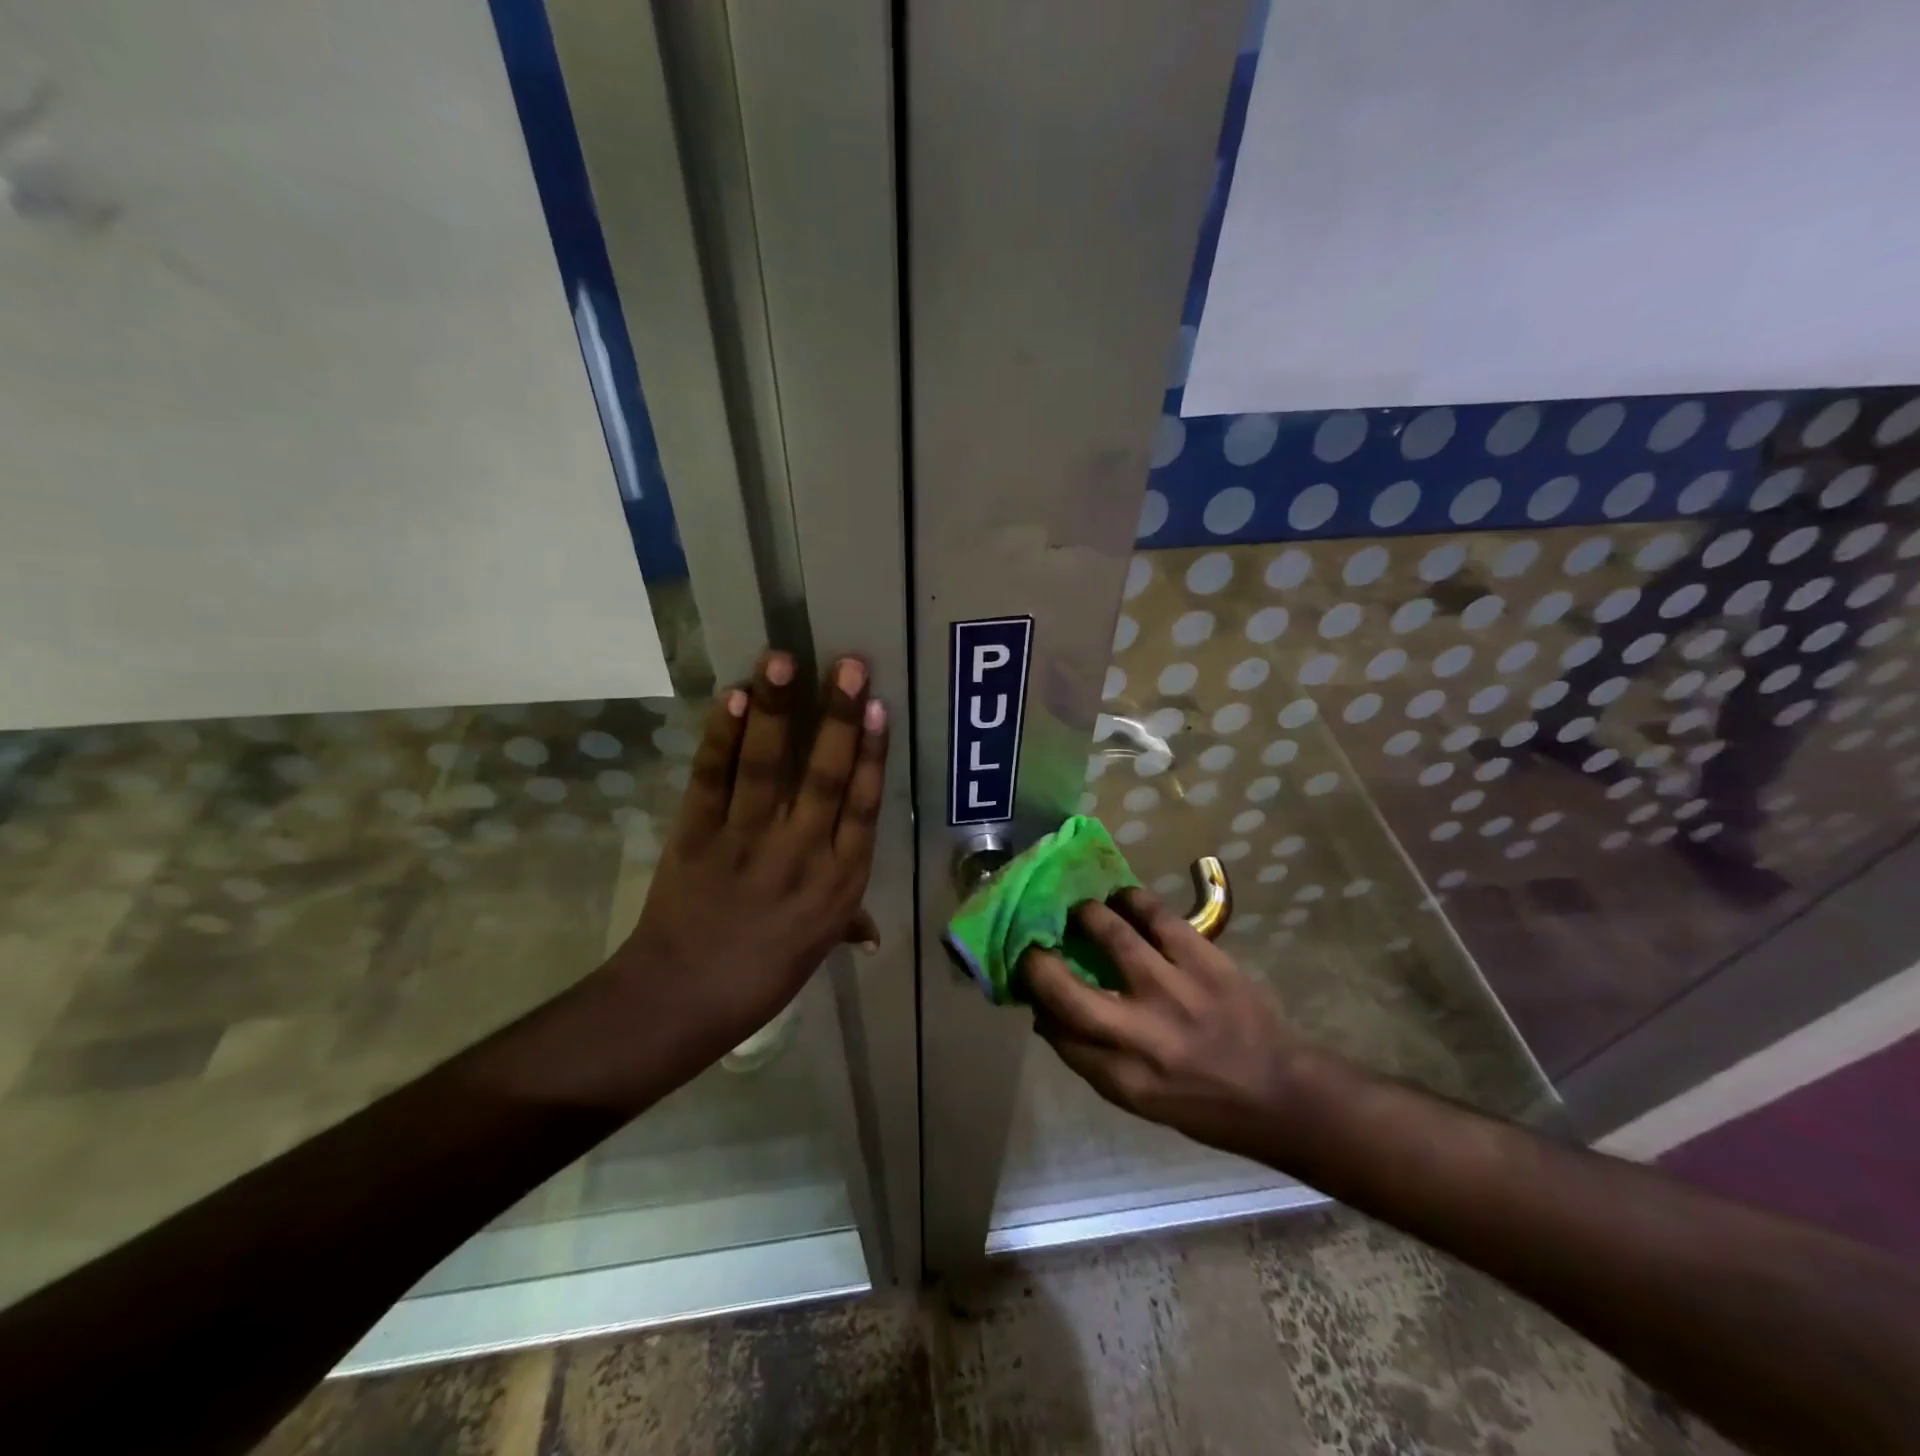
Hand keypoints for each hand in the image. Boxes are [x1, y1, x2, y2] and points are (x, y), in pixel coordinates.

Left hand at [588, 650, 887, 1097]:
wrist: (681, 1001)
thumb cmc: (762, 977)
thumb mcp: (816, 949)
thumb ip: (846, 923)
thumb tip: (871, 931)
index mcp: (840, 881)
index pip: (863, 804)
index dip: (872, 752)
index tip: (880, 706)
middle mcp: (802, 853)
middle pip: (826, 775)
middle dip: (839, 716)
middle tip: (850, 664)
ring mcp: (747, 841)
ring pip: (768, 767)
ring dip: (776, 711)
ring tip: (782, 660)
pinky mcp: (697, 836)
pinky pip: (712, 779)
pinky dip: (721, 738)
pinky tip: (731, 698)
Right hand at [1022, 889, 1307, 1162]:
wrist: (1279, 1091)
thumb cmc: (1202, 1102)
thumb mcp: (1139, 1099)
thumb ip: (1089, 1058)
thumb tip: (1045, 1012)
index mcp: (1124, 1077)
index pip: (1057, 1031)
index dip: (1033, 998)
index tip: (1024, 974)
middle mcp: (1142, 1034)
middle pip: (1067, 989)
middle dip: (1039, 959)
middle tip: (1036, 938)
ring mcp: (1174, 989)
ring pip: (1111, 934)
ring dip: (1086, 915)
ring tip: (1080, 909)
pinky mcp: (1204, 959)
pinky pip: (1157, 916)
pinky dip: (1132, 901)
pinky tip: (1122, 898)